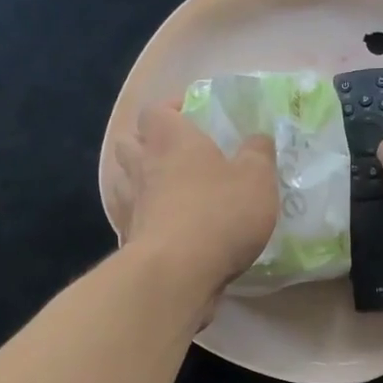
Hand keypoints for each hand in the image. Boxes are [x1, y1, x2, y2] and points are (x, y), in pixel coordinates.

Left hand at [111, 104, 278, 303]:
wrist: (176, 273)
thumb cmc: (219, 214)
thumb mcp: (257, 179)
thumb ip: (258, 153)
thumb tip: (257, 138)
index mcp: (171, 139)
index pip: (156, 110)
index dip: (171, 110)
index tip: (191, 117)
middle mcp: (142, 165)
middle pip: (129, 142)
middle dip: (147, 143)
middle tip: (175, 155)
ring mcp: (129, 203)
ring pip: (124, 180)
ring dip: (139, 180)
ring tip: (167, 192)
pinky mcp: (126, 238)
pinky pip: (129, 218)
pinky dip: (142, 218)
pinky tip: (163, 228)